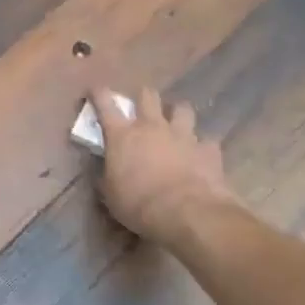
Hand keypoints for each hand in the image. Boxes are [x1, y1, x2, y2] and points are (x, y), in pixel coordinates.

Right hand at [91, 85, 233, 245]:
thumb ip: (106, 175)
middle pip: (147, 95)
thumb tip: (104, 169)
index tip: (96, 91)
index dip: (99, 94)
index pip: (105, 103)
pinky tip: (201, 155)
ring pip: (182, 108)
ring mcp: (183, 135)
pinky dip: (202, 146)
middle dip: (144, 97)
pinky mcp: (208, 149)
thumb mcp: (110, 194)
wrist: (186, 213)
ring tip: (177, 125)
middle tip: (143, 108)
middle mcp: (152, 126)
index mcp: (122, 135)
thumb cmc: (138, 204)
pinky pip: (207, 140)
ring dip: (178, 114)